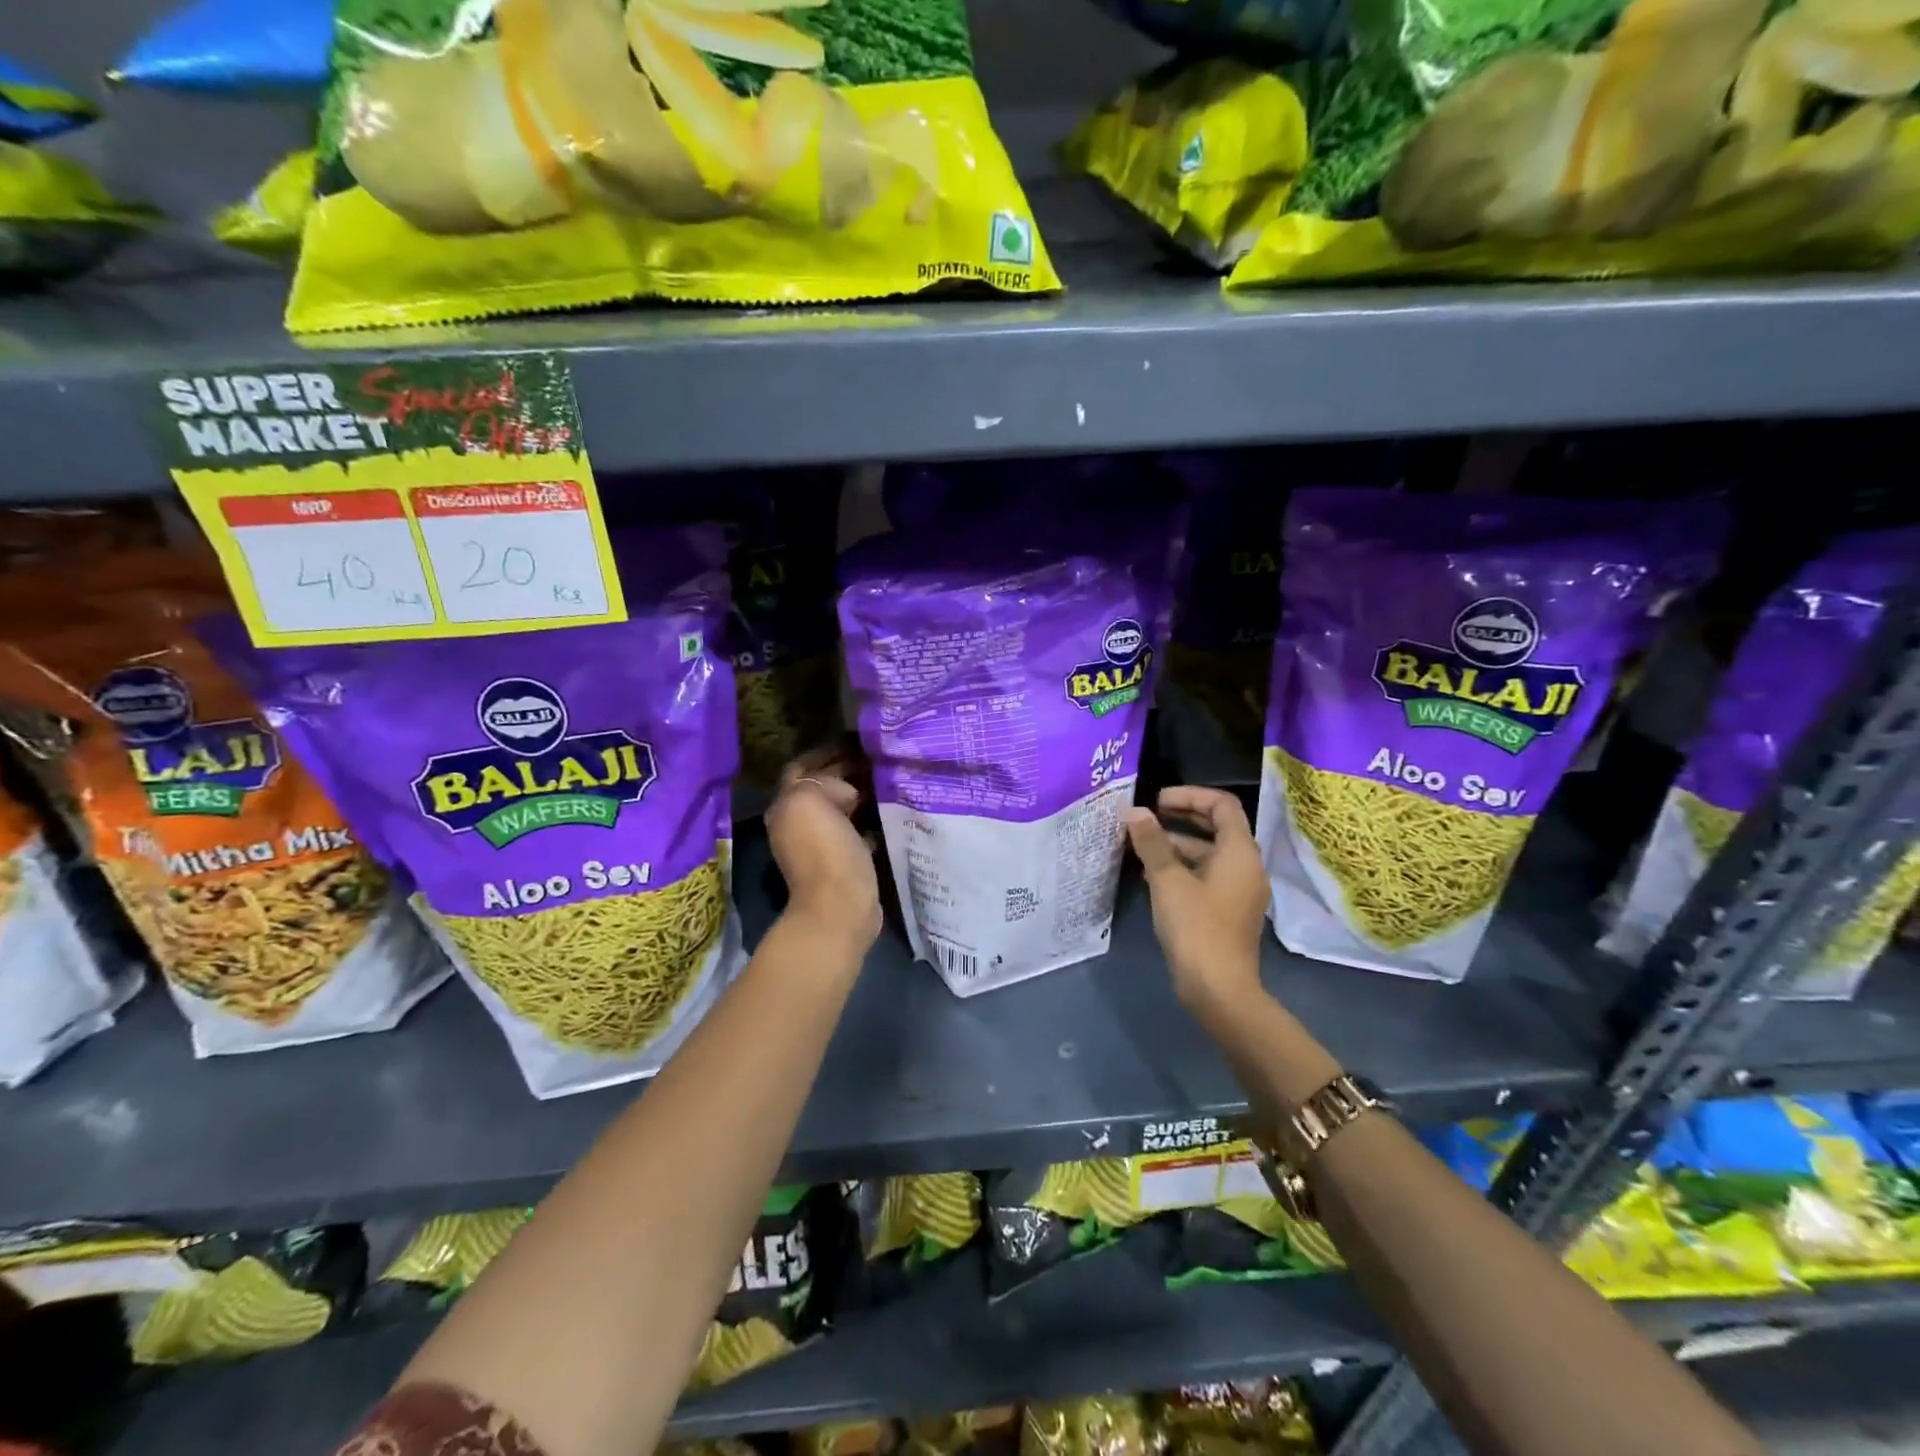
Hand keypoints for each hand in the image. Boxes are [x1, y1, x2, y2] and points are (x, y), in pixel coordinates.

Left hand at [766, 746, 881, 953]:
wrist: (840, 907)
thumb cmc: (825, 851)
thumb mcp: (812, 801)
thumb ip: (823, 782)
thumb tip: (846, 792)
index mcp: (786, 805)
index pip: (801, 768)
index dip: (824, 753)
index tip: (854, 741)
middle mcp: (798, 823)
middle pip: (821, 787)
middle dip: (844, 772)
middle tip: (875, 758)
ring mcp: (819, 844)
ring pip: (840, 809)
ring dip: (859, 794)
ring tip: (885, 779)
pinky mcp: (843, 861)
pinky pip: (856, 831)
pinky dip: (869, 820)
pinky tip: (888, 812)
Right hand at [1126, 787, 1269, 1021]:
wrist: (1219, 989)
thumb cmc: (1196, 928)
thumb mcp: (1168, 881)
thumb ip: (1152, 842)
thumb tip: (1134, 810)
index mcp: (1240, 852)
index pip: (1222, 805)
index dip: (1190, 795)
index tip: (1157, 800)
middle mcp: (1246, 866)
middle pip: (1218, 826)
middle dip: (1182, 817)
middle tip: (1147, 816)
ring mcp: (1240, 890)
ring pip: (1209, 853)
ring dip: (1178, 844)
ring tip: (1141, 845)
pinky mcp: (1228, 910)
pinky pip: (1207, 875)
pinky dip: (1183, 867)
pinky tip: (1152, 875)